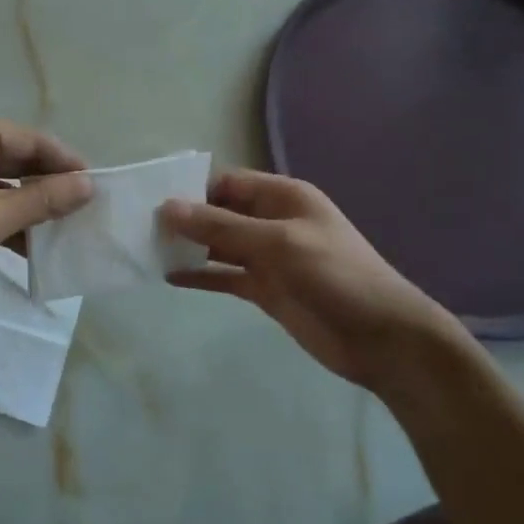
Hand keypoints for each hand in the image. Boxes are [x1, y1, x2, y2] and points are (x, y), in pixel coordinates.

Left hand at [0, 111, 92, 311]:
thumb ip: (42, 200)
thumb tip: (88, 185)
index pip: (32, 140)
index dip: (67, 164)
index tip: (99, 188)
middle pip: (16, 158)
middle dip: (48, 186)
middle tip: (85, 212)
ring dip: (27, 206)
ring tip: (64, 232)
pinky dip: (2, 219)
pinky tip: (28, 245)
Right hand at [161, 169, 472, 390]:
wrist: (383, 339)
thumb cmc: (335, 276)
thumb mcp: (277, 243)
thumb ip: (221, 226)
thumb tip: (167, 208)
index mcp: (282, 197)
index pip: (227, 184)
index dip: (192, 191)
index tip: (152, 203)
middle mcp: (273, 222)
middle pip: (220, 213)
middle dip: (185, 220)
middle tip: (140, 230)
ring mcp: (269, 258)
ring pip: (219, 245)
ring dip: (189, 248)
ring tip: (147, 252)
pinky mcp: (266, 290)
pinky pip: (225, 276)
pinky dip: (201, 276)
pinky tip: (170, 279)